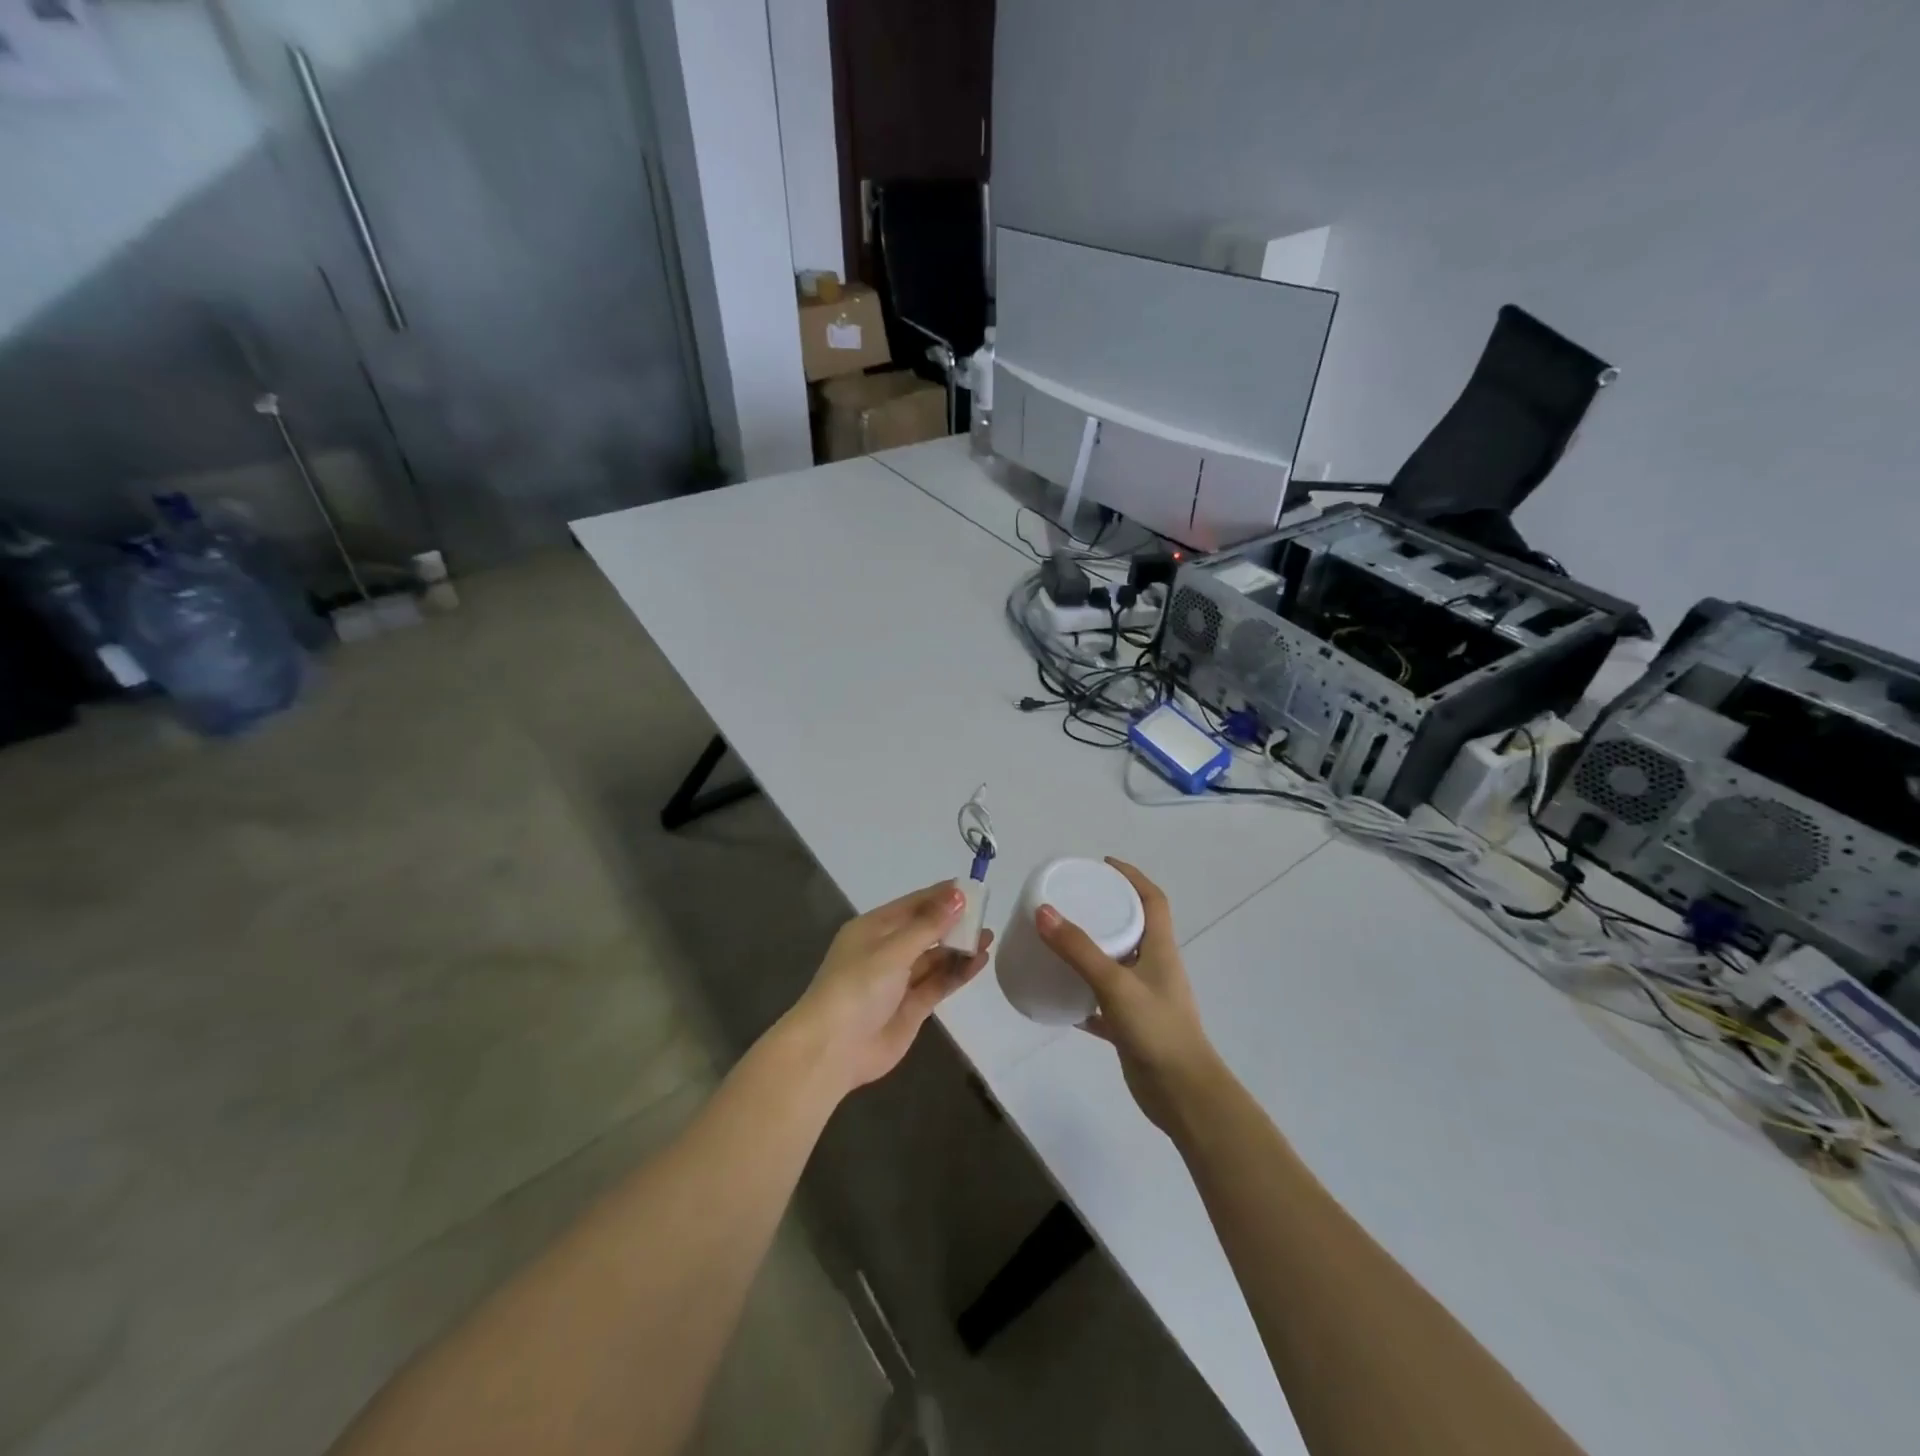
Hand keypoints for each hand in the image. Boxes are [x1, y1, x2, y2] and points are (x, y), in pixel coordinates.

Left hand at [789, 881, 991, 1095]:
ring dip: (960, 947)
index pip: (913, 904)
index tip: (972, 888)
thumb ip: (929, 925)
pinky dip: (958, 972)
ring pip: (935, 958)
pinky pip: (939, 983)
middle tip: (986, 915)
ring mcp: (899, 980)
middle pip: (926, 930)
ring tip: (988, 937)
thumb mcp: (894, 950)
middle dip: (954, 922)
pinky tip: (979, 961)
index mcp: (873, 928)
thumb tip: (958, 895)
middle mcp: (886, 950)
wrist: (833, 1049)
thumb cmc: (858, 986)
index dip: (941, 896)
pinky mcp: (911, 1007)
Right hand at [1035, 859, 1225, 1135]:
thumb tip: (1042, 912)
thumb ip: (1079, 950)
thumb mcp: (1115, 983)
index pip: (1152, 900)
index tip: (1103, 864)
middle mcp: (1154, 969)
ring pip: (1116, 965)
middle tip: (1071, 900)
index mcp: (1160, 949)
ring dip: (1092, 952)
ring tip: (1060, 941)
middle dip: (1106, 910)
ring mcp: (1144, 999)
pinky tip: (1059, 997)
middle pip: (1133, 928)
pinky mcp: (1131, 1027)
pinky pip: (1103, 1003)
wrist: (1183, 1095)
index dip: (1132, 876)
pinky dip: (1083, 997)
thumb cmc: (1157, 1029)